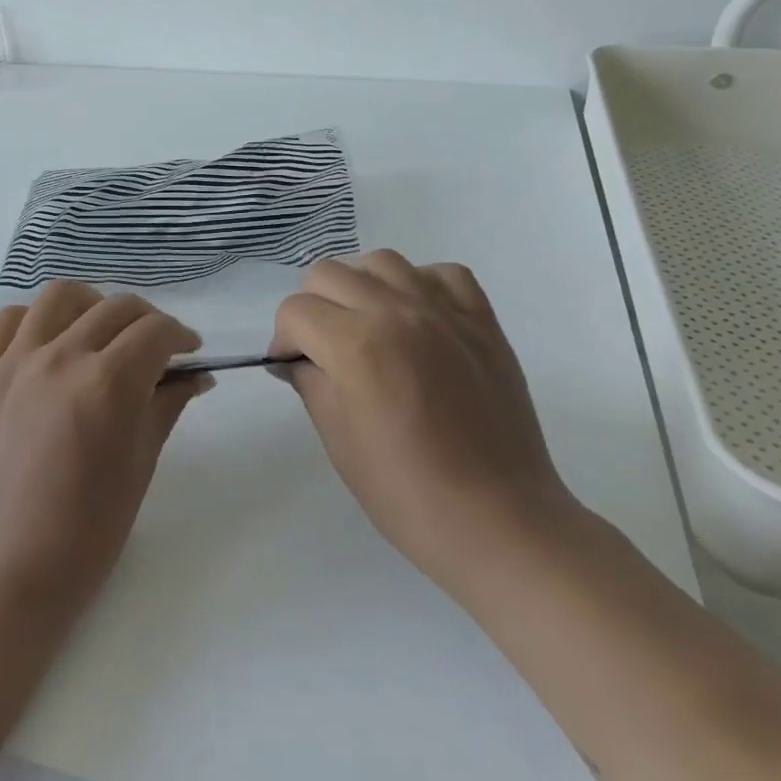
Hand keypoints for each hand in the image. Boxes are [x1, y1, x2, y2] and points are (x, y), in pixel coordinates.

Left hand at [0, 282, 211, 621]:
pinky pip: (9, 321)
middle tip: (156, 350)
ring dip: (93, 306)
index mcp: (107, 383)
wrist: (4, 572)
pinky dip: (36, 320)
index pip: (156, 331)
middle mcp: (60, 357)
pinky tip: (50, 344)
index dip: (181, 337)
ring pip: (61, 297)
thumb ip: (167, 406)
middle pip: (116, 308)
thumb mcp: (140, 466)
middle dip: (148, 322)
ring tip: (102, 334)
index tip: (190, 353)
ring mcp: (14, 362)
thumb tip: (196, 376)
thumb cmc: (86, 533)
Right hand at [269, 251, 580, 587]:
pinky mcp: (482, 319)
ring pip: (382, 261)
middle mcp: (397, 312)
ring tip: (369, 327)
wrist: (496, 519)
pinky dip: (420, 285)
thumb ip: (310, 382)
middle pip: (328, 273)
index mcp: (355, 345)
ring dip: (361, 287)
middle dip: (313, 308)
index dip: (284, 340)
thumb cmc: (405, 492)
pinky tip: (417, 319)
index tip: (293, 367)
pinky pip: (442, 273)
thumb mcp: (337, 439)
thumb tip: (295, 358)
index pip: (295, 311)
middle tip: (325, 349)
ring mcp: (444, 310)